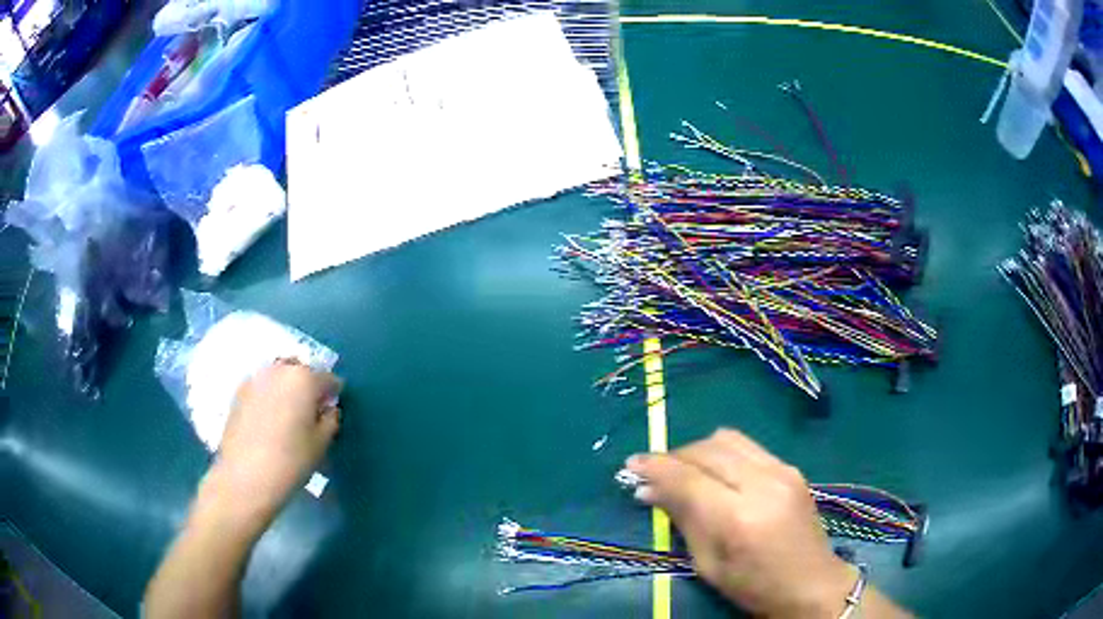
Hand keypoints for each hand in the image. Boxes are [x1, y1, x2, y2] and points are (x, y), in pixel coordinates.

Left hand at [204, 360, 341, 530]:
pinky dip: (269, 396)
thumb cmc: (291, 461)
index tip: (331, 412)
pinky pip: (261, 387)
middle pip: (300, 370)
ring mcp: (255, 378)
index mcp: (304, 378)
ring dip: (286, 389)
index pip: (329, 379)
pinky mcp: (238, 392)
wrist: (245, 476)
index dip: (333, 395)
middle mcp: (279, 370)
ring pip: (278, 376)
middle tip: (310, 412)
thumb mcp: (322, 444)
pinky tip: (268, 420)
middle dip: (308, 386)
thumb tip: (327, 409)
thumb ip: (330, 420)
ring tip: (287, 415)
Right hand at [626, 429, 854, 618]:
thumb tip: (648, 491)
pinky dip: (721, 453)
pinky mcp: (791, 467)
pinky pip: (746, 446)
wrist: (811, 583)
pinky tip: (714, 473)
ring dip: (697, 450)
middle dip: (674, 456)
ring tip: (683, 471)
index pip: (688, 478)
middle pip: (706, 450)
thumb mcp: (709, 565)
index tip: (630, 466)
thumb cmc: (754, 586)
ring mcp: (782, 470)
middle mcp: (763, 483)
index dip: (655, 468)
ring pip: (727, 439)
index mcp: (739, 517)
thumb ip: (683, 521)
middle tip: (652, 473)